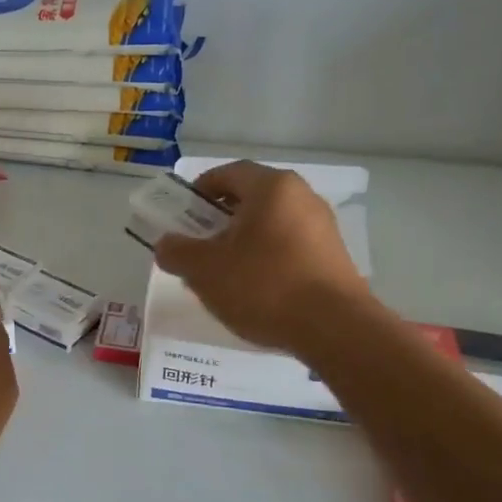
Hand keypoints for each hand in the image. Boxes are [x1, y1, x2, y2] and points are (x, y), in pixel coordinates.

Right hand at [154, 161, 373, 353]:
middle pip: (252, 198)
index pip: (228, 172)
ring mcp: (323, 227)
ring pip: (271, 224)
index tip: (182, 214)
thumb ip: (177, 252)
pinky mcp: (334, 257)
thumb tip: (166, 244)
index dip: (200, 190)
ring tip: (224, 274)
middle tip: (199, 247)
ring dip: (243, 242)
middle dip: (220, 220)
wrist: (334, 329)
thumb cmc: (263, 286)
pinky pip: (290, 247)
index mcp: (272, 187)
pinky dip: (267, 259)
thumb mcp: (205, 270)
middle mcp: (302, 197)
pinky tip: (256, 290)